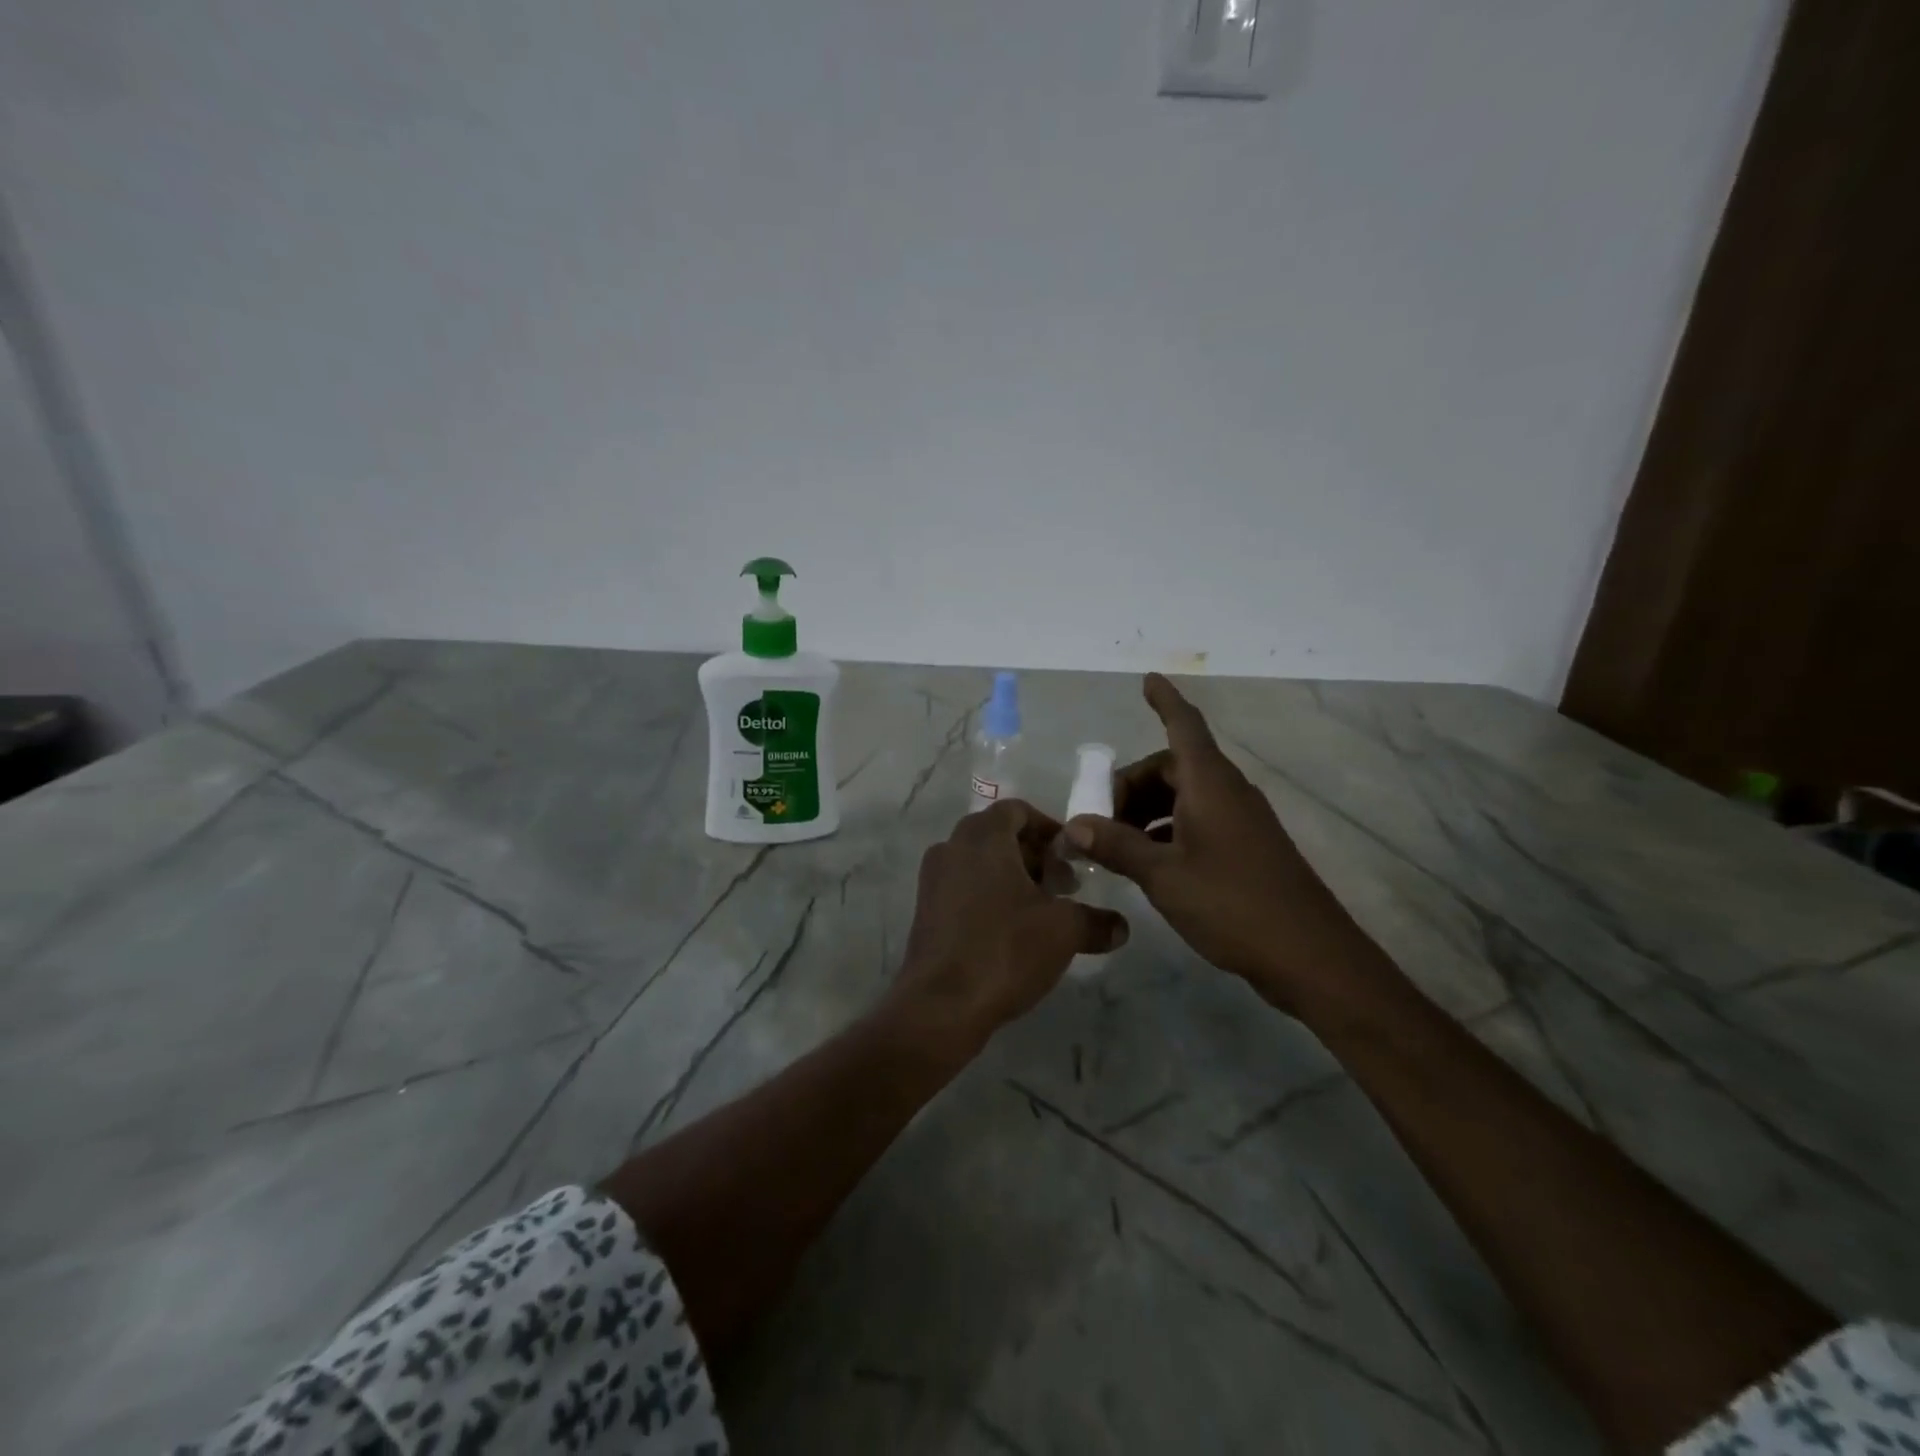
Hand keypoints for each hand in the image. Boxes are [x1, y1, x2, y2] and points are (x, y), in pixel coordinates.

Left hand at [892, 800, 1129, 1047]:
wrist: (941, 1005)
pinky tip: (1011, 932)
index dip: (1049, 828)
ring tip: (1042, 912)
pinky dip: (989, 896)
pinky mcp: (925, 911)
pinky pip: (963, 888)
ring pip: (980, 863)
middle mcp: (952, 848)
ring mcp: (932, 879)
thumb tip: (1121, 926)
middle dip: (1035, 856)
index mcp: (982, 837)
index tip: (1072, 857)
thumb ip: (1096, 921)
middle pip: (998, 835)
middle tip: (1064, 887)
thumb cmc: (1005, 949)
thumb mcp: (1063, 931)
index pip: (1017, 810)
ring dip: (1012, 878)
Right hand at [1065, 674, 1365, 1014]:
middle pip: (1173, 766)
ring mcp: (1240, 821)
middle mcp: (1227, 793)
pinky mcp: (1246, 848)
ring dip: (1147, 810)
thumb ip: (1117, 847)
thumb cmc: (1233, 904)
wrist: (1310, 956)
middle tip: (1100, 817)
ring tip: (1116, 844)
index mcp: (1209, 785)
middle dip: (1133, 784)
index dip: (1164, 701)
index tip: (1146, 679)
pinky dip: (1167, 829)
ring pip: (1184, 796)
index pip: (1184, 726)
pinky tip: (1147, 862)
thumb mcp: (1163, 876)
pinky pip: (1197, 820)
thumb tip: (1074, 826)